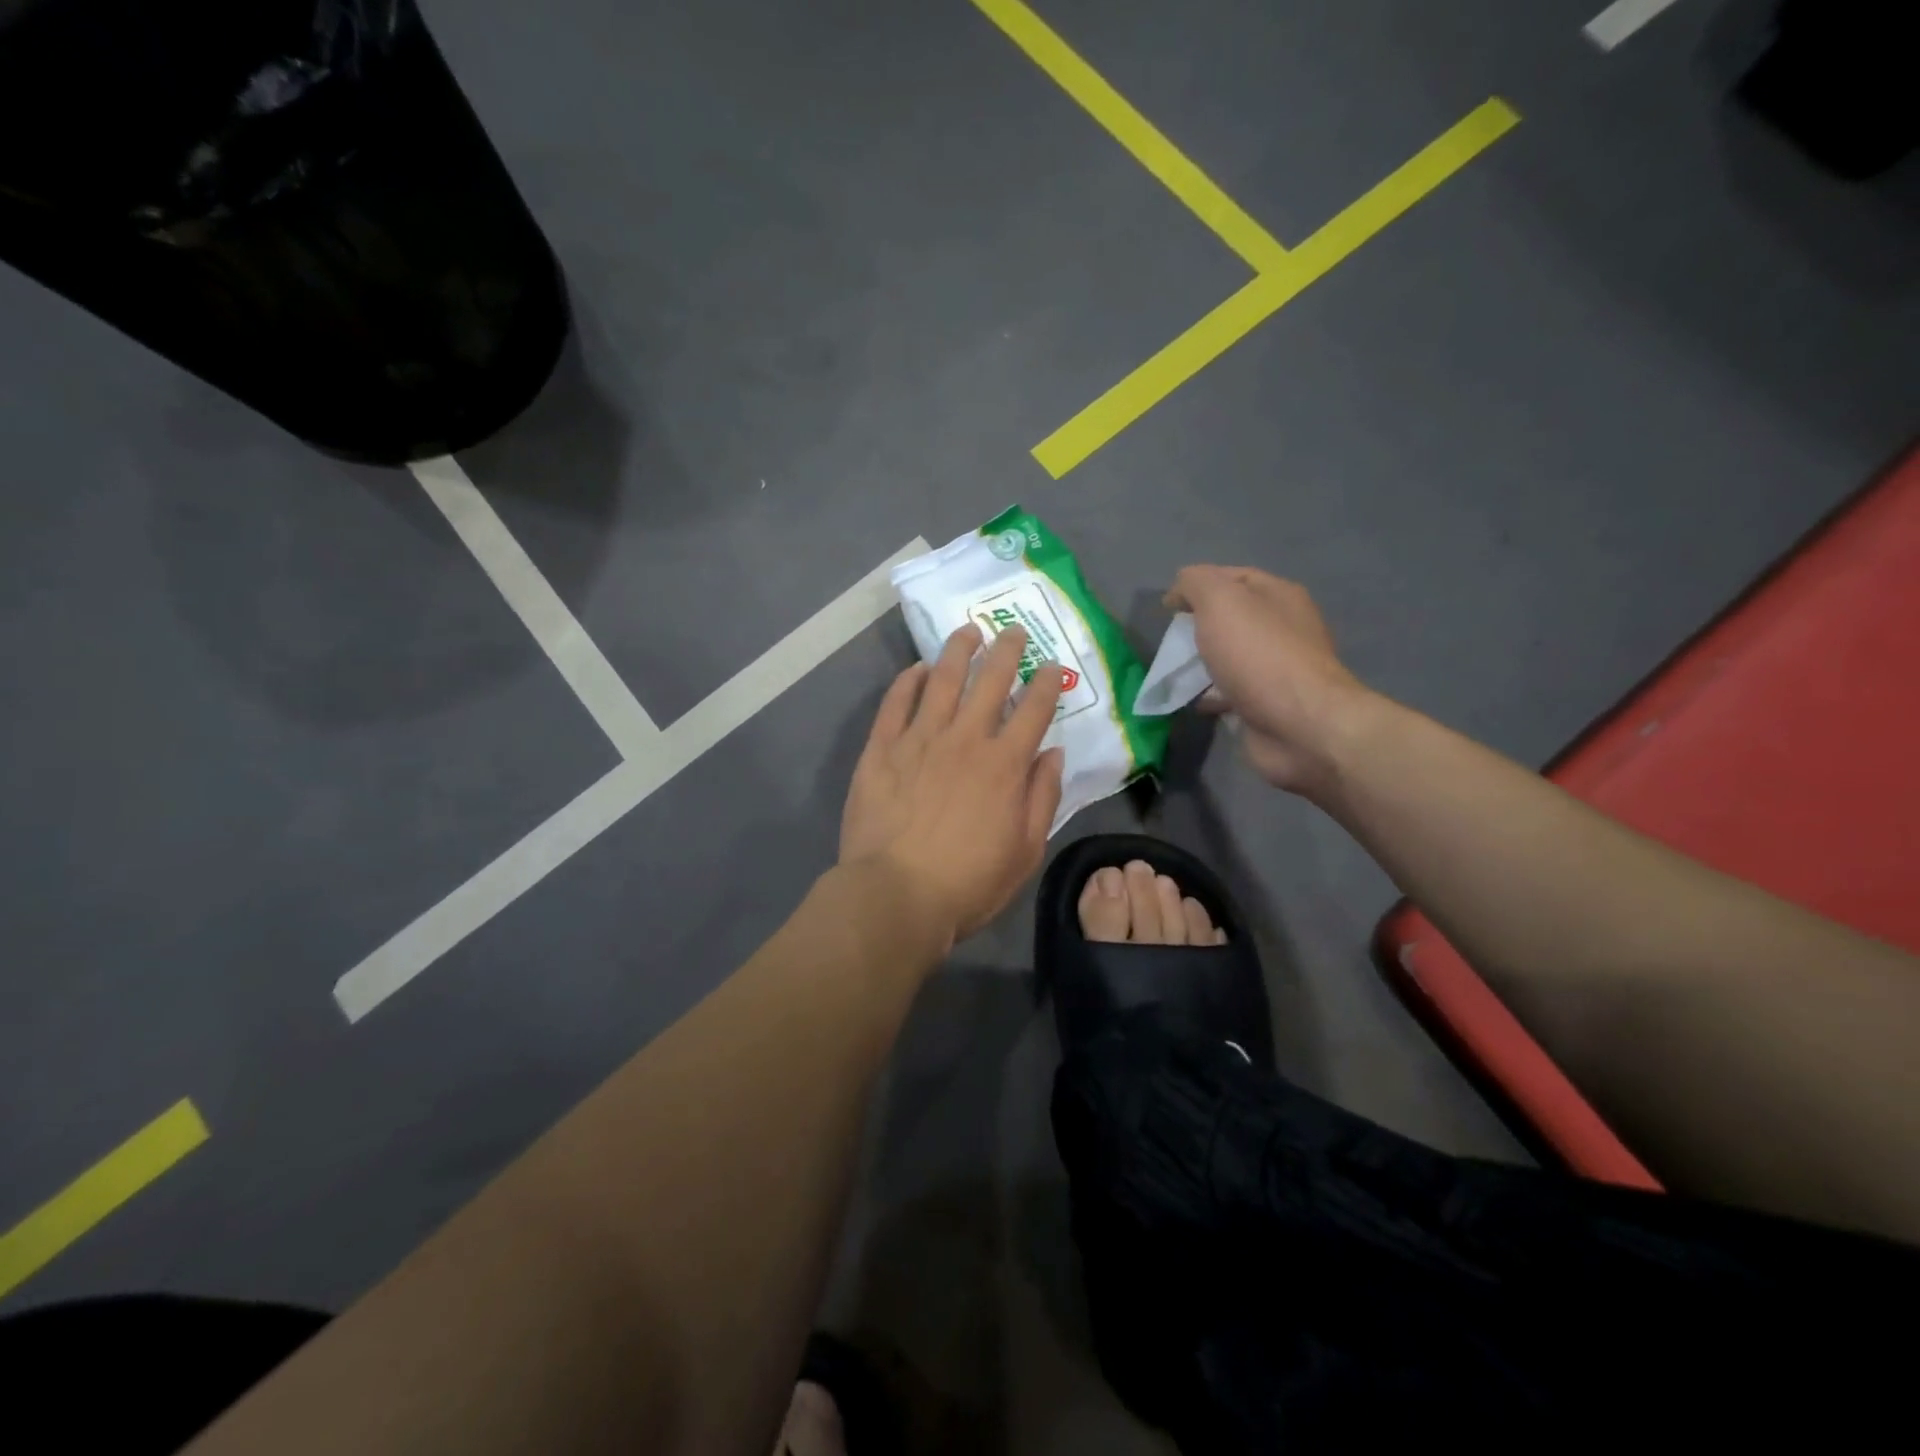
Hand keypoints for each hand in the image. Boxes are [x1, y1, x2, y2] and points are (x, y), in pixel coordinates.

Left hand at [840, 624, 1066, 946]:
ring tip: (968, 630)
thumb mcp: (1025, 850)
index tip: (1051, 665)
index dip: (1046, 683)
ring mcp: (919, 739)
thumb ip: (1042, 797)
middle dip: (1007, 651)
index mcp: (1004, 764)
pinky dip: (908, 680)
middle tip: (1014, 631)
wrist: (895, 895)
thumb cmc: (968, 882)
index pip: (1033, 710)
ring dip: (958, 651)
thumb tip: (1053, 753)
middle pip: (990, 682)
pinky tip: (918, 668)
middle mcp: (965, 739)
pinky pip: (896, 703)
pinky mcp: (881, 749)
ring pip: (943, 680)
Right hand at [1165, 566, 1373, 794]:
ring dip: (1202, 663)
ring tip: (1173, 672)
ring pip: (1230, 657)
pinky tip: (1190, 701)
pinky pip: (1231, 693)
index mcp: (1279, 596)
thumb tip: (1180, 589)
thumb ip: (1196, 583)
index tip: (1167, 606)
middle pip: (1232, 618)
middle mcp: (1283, 628)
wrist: (1299, 726)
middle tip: (1170, 640)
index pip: (1233, 577)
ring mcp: (1277, 669)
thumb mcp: (1220, 601)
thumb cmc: (1259, 655)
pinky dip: (1209, 695)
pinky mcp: (1267, 705)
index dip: (1197, 585)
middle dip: (1198, 626)